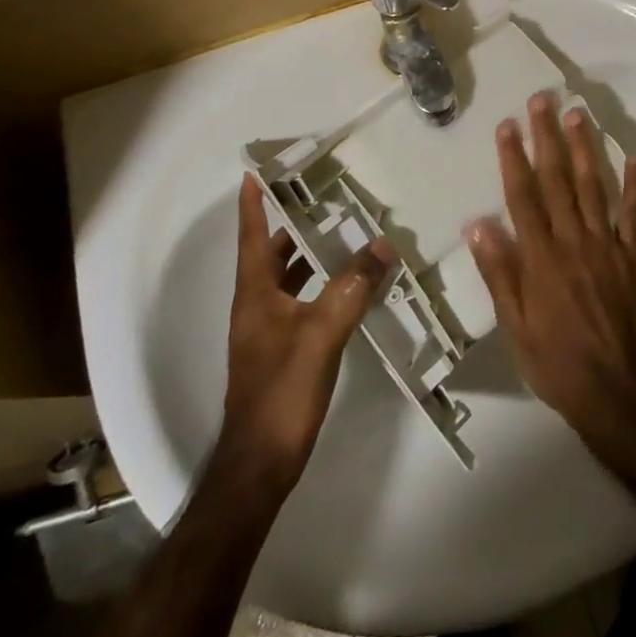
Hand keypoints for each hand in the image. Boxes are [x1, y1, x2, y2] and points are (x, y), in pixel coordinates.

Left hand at [222, 173, 394, 489]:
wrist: (260, 464)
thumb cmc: (282, 392)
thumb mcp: (322, 333)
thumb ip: (352, 286)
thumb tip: (383, 244)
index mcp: (255, 294)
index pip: (252, 237)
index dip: (253, 204)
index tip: (255, 172)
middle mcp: (257, 306)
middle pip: (272, 254)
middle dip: (293, 224)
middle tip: (324, 197)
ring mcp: (268, 331)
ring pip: (288, 279)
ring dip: (310, 255)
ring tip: (344, 233)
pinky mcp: (283, 351)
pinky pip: (302, 302)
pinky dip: (321, 285)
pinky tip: (349, 286)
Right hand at [466, 93, 635, 462]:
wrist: (615, 393)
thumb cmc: (556, 363)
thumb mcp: (515, 326)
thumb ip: (500, 273)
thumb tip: (478, 224)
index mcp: (541, 257)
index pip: (524, 197)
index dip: (514, 159)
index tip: (508, 126)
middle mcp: (574, 241)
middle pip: (558, 180)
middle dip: (548, 137)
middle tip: (543, 101)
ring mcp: (607, 246)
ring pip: (594, 187)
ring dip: (586, 148)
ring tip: (579, 114)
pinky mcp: (633, 257)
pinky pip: (634, 216)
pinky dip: (635, 186)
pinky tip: (634, 158)